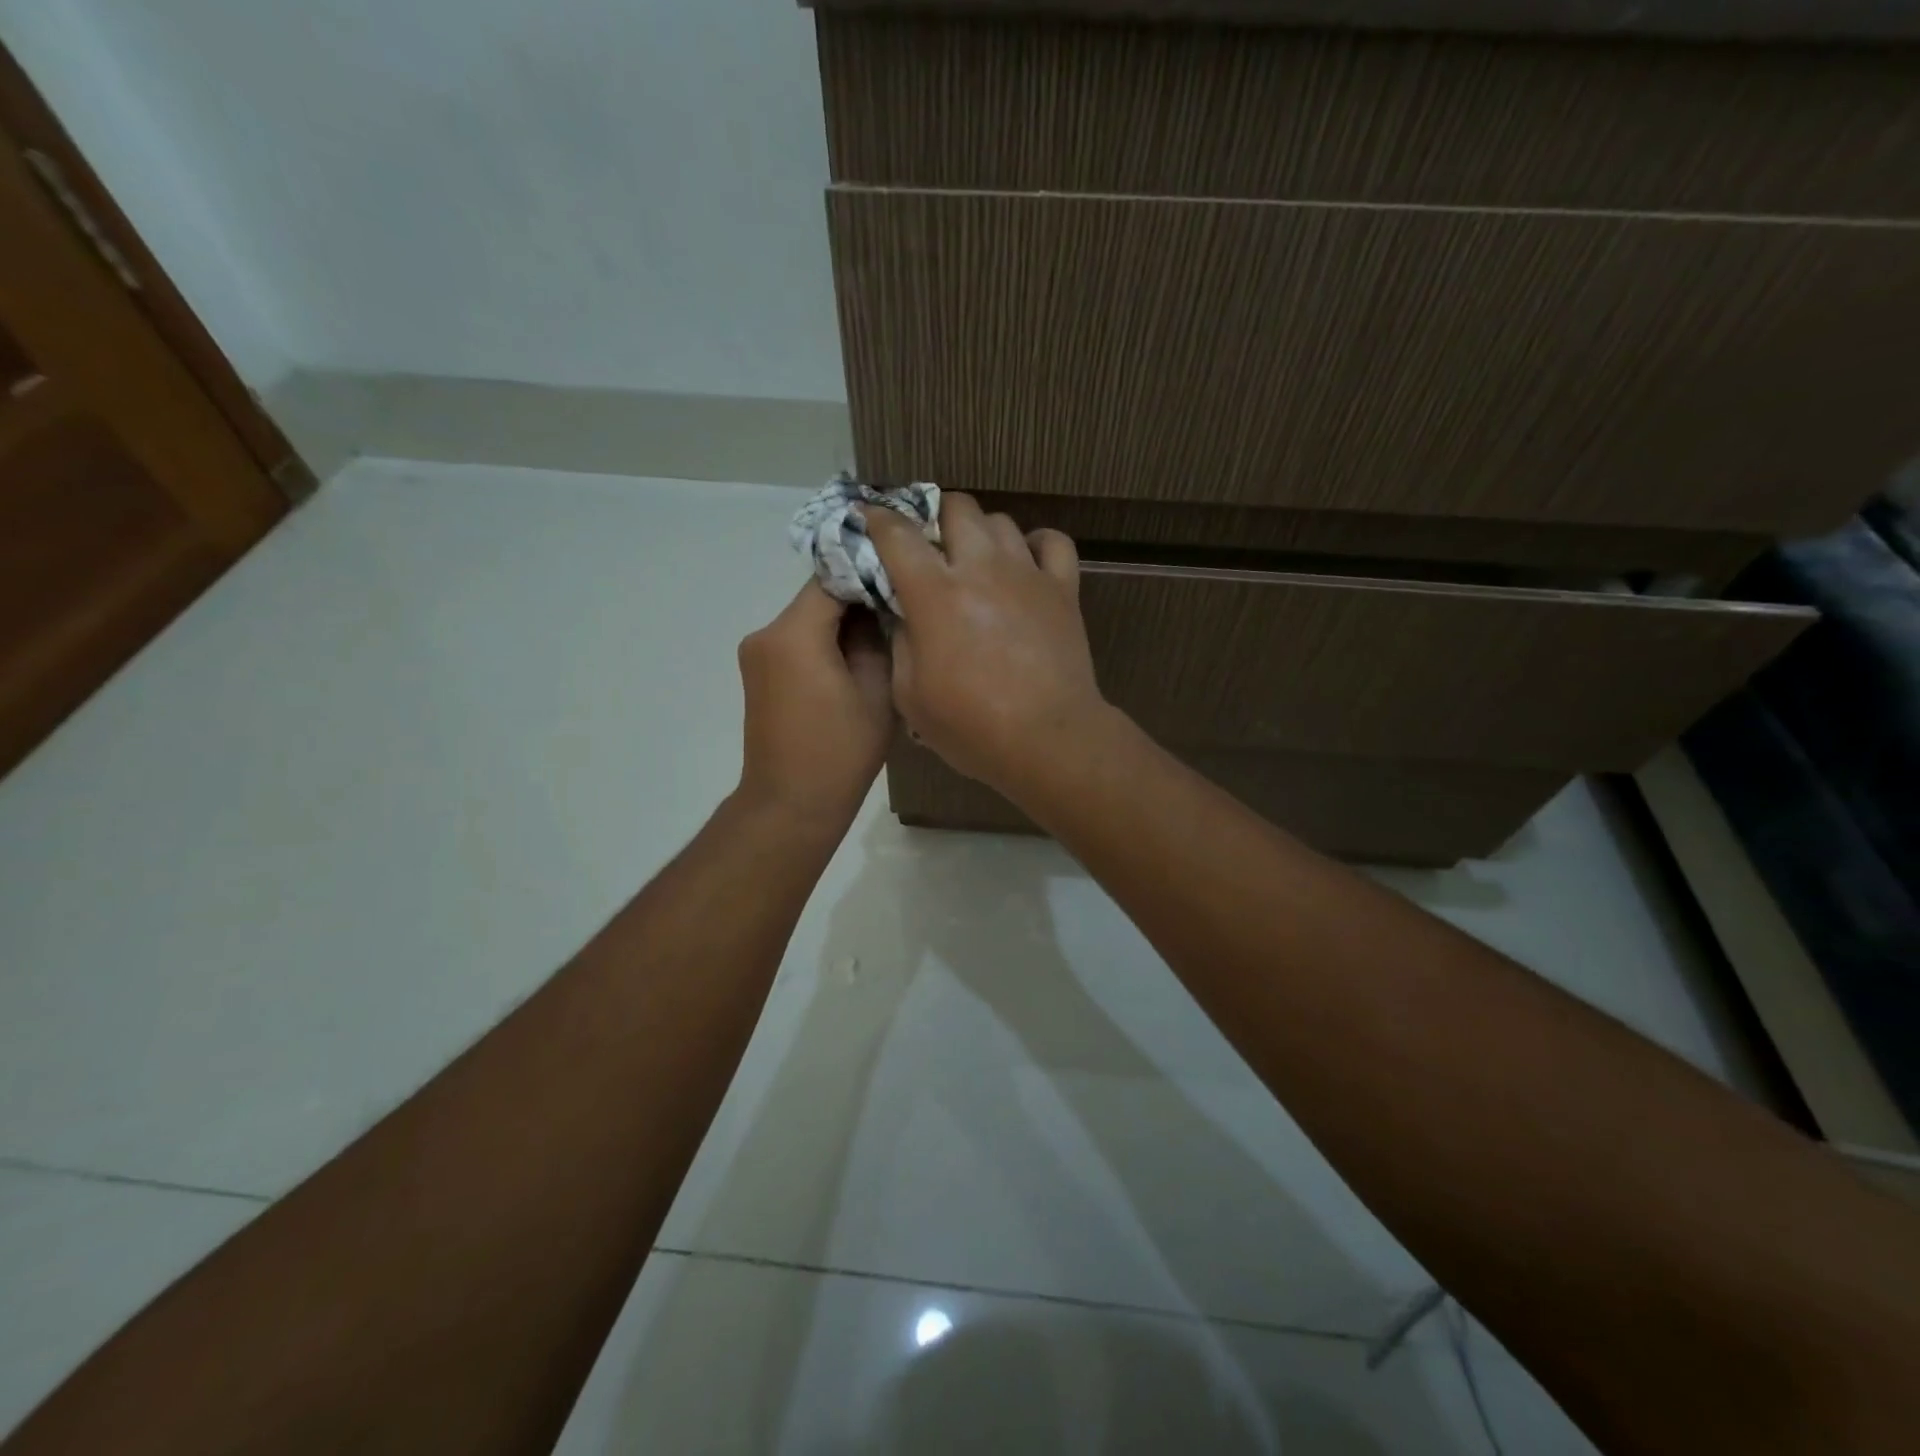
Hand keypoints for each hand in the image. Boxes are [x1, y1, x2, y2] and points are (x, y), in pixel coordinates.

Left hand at [735, 582, 892, 832]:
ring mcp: (757, 654)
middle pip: (817, 597)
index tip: (904, 581)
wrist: (791, 805)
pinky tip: (854, 663)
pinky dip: (825, 643)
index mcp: (793, 633)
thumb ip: (878, 638)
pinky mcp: (759, 674)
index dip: (869, 573)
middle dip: (858, 600)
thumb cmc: (841, 752)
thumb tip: (880, 608)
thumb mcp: (877, 691)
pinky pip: (797, 641)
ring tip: (883, 640)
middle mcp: (765, 634)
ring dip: (843, 624)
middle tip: (901, 611)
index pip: (832, 578)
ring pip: (808, 619)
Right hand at [866, 494, 1109, 799]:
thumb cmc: (971, 727)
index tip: (866, 520)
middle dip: (934, 516)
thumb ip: (900, 643)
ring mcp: (1027, 574)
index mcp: (935, 594)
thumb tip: (901, 613)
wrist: (1047, 740)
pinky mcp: (1063, 589)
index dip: (875, 520)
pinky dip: (1036, 544)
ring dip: (980, 532)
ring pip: (1001, 521)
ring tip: (974, 559)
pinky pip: (1053, 542)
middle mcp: (981, 569)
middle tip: (928, 547)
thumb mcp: (910, 695)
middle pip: (957, 508)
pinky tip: (1025, 563)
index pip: (897, 533)